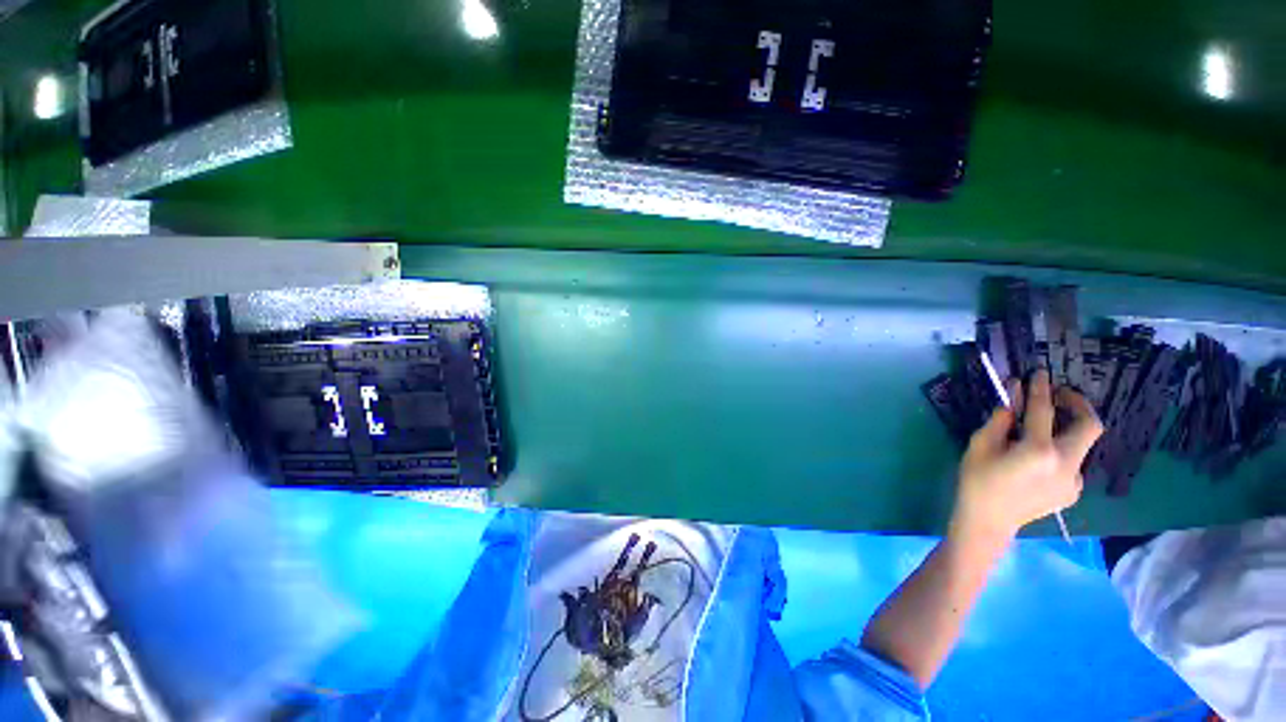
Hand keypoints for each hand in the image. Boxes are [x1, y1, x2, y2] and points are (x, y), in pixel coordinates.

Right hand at [952, 370, 1103, 541]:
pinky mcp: (1073, 490)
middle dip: (1078, 404)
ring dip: (1066, 428)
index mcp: (1039, 451)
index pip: (1044, 411)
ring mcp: (1074, 479)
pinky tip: (1039, 457)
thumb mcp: (980, 445)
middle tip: (1059, 395)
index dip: (1040, 389)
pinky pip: (1073, 461)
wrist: (988, 521)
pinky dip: (1060, 450)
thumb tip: (1013, 398)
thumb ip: (1000, 420)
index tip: (1040, 372)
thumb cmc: (977, 480)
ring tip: (1043, 427)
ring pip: (1081, 444)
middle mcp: (1066, 463)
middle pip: (1090, 425)